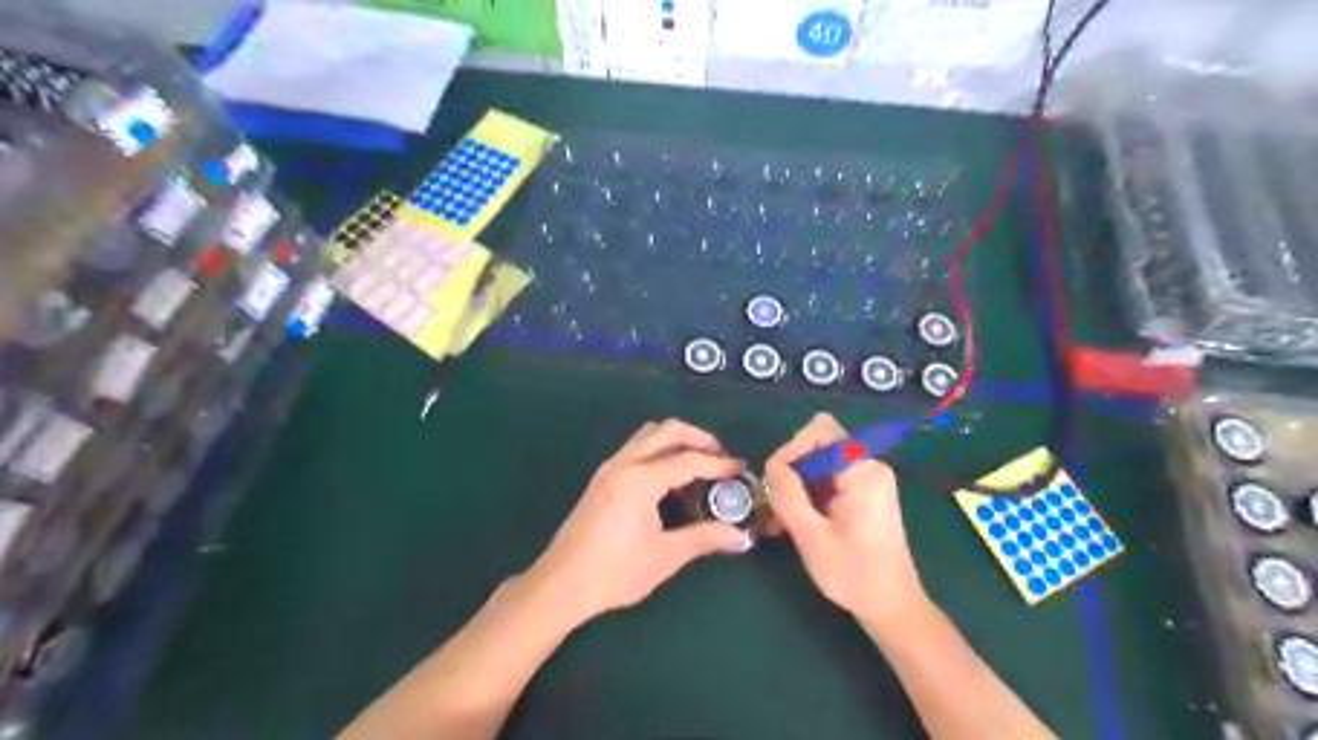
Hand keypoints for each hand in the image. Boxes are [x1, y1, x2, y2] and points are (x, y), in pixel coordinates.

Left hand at [525, 420, 751, 627]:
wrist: (560, 584)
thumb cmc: (614, 572)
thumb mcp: (665, 556)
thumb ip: (704, 538)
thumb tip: (740, 537)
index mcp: (641, 479)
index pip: (688, 460)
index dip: (718, 463)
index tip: (741, 468)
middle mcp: (624, 464)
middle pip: (667, 430)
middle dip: (698, 437)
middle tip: (720, 456)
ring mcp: (609, 468)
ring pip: (648, 435)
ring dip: (676, 440)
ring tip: (698, 463)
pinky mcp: (602, 478)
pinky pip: (636, 448)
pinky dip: (659, 450)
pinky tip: (670, 478)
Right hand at [764, 414, 924, 633]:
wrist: (892, 608)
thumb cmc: (854, 575)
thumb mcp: (811, 536)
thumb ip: (788, 495)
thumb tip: (771, 466)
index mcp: (862, 471)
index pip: (821, 430)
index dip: (793, 447)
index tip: (776, 480)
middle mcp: (868, 466)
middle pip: (817, 446)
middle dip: (791, 471)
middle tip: (774, 505)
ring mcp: (867, 480)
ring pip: (818, 465)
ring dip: (795, 487)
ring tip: (778, 521)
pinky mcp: (862, 494)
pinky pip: (827, 480)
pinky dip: (807, 496)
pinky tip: (792, 524)